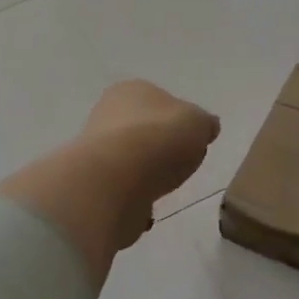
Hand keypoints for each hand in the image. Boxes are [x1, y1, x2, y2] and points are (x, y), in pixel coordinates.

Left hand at [0, 81, 219, 287]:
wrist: (116, 182)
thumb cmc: (160, 140)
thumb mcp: (199, 123)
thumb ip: (204, 123)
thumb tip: (206, 127)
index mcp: (131, 91)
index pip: (159, 100)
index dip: (178, 120)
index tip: (193, 140)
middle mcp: (106, 115)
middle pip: (142, 132)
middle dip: (159, 149)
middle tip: (180, 164)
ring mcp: (96, 152)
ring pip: (129, 162)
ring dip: (145, 176)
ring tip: (164, 188)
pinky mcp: (92, 186)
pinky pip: (121, 192)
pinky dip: (133, 200)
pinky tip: (145, 207)